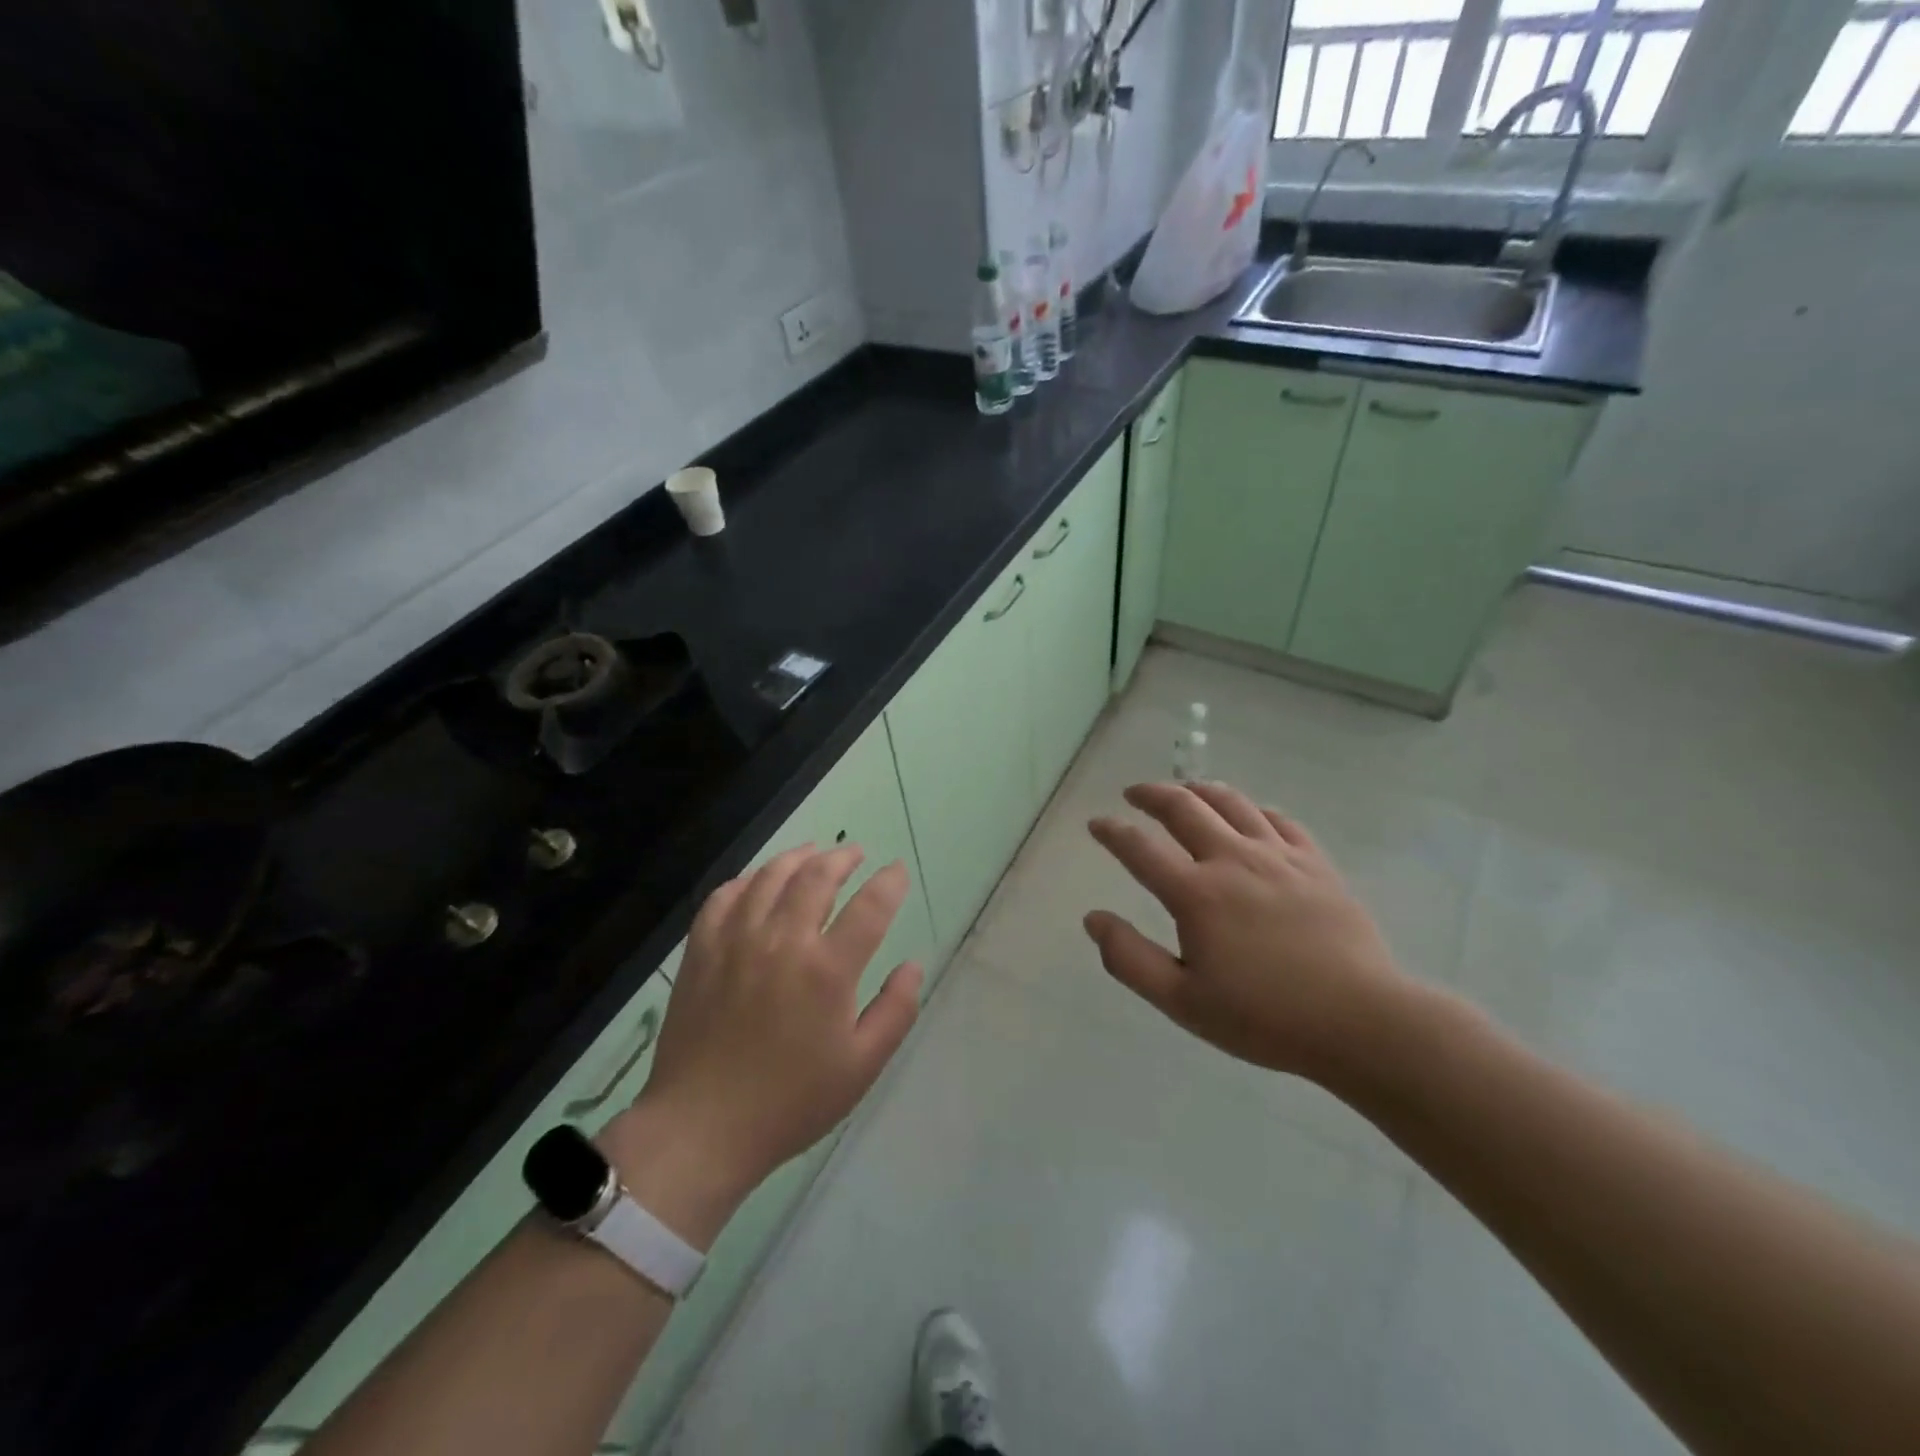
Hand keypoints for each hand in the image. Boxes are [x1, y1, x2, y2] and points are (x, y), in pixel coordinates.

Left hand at [603, 845, 921, 1243]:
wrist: (702, 1127)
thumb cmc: (790, 1102)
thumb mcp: (861, 1067)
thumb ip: (895, 1011)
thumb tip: (913, 965)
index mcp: (827, 970)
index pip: (869, 906)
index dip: (889, 883)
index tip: (897, 872)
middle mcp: (782, 940)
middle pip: (817, 877)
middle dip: (843, 858)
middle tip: (856, 854)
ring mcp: (736, 940)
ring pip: (770, 877)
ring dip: (797, 857)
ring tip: (813, 852)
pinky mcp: (702, 950)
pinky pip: (724, 896)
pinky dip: (747, 879)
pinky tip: (757, 881)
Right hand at [1084, 781, 1409, 1085]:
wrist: (1361, 1021)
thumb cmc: (1265, 1017)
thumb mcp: (1182, 1002)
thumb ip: (1130, 959)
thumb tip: (1093, 919)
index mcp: (1195, 894)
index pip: (1139, 848)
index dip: (1112, 831)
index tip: (1096, 823)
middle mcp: (1232, 860)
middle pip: (1184, 808)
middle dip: (1152, 794)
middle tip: (1135, 793)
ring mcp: (1279, 857)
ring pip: (1232, 803)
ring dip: (1200, 789)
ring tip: (1185, 789)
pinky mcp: (1316, 864)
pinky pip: (1280, 820)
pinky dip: (1255, 809)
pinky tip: (1250, 815)